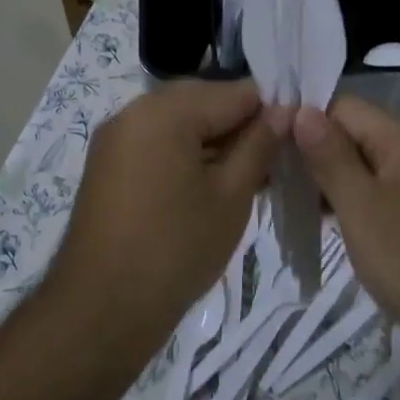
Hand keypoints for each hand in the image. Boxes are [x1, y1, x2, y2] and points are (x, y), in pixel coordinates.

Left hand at [48, 79, 280, 360]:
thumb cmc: (176, 249)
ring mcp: (115, 137)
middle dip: (239, 124)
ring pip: (178, 121)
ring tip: (247, 174)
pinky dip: (184, 152)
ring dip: (213, 139)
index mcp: (164, 110)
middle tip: (273, 159)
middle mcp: (133, 110)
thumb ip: (258, 145)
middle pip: (202, 101)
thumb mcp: (230, 196)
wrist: (102, 307)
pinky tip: (209, 182)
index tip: (297, 135)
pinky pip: (155, 141)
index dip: (270, 109)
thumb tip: (283, 111)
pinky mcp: (107, 163)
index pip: (233, 91)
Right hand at [292, 96, 399, 368]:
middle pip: (356, 136)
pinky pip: (383, 198)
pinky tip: (330, 227)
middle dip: (314, 153)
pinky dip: (355, 206)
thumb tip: (302, 109)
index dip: (304, 118)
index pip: (343, 106)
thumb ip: (329, 156)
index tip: (267, 145)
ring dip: (331, 183)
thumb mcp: (362, 206)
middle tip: (271, 180)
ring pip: (368, 170)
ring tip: (290, 205)